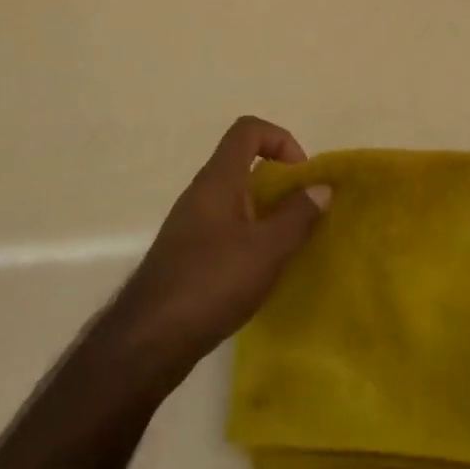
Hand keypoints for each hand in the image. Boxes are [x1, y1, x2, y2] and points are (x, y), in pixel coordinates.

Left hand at [107, 117, 328, 374]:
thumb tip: (321, 187)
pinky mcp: (186, 253)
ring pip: (234, 198)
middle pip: (243, 163)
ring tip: (288, 245)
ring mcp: (190, 224)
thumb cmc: (211, 282)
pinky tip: (261, 271)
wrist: (149, 338)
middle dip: (278, 181)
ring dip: (265, 211)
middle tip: (303, 212)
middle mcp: (201, 193)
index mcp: (218, 179)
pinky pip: (224, 227)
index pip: (248, 129)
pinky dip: (248, 236)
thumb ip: (298, 215)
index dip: (280, 139)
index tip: (300, 175)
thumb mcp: (267, 249)